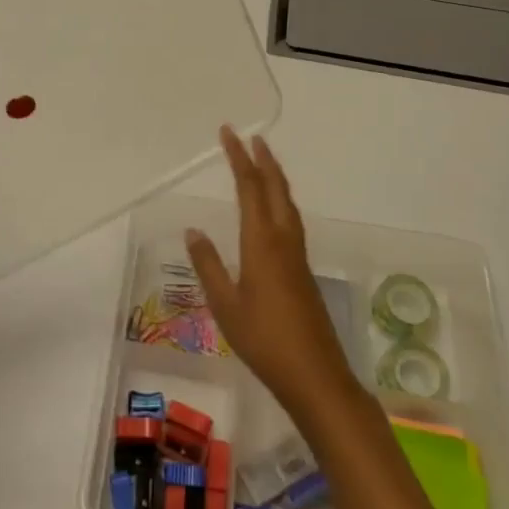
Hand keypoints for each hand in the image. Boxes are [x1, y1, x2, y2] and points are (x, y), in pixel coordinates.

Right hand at [187, 128, 359, 420]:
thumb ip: (208, 265)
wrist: (315, 375)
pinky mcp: (303, 269)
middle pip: (275, 188)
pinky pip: (291, 219)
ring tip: (263, 162)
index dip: (238, 157)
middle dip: (263, 160)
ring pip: (287, 202)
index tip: (229, 133)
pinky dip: (279, 199)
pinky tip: (273, 210)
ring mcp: (297, 255)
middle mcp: (284, 239)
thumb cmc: (264, 340)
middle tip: (251, 137)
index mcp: (262, 242)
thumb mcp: (225, 305)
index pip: (249, 187)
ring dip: (274, 177)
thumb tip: (193, 230)